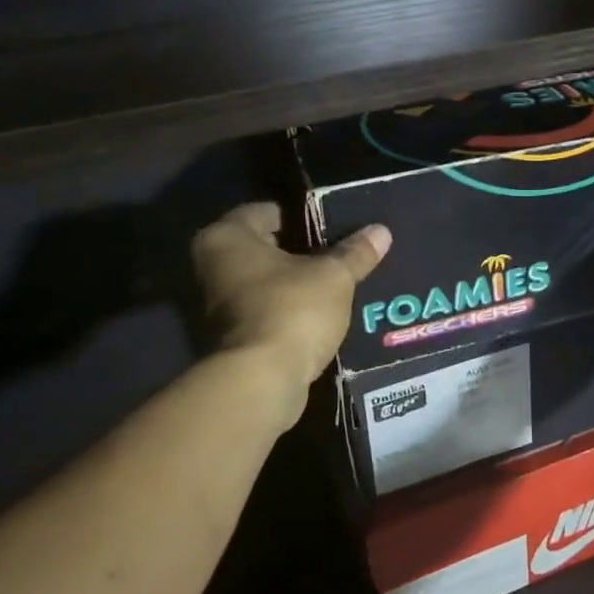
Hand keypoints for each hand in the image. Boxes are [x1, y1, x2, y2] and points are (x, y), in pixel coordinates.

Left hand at [189, 202, 389, 392]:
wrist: (261, 382)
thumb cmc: (291, 310)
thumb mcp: (334, 276)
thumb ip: (356, 252)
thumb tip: (381, 230)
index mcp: (226, 236)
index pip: (270, 211)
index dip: (307, 217)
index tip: (338, 227)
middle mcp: (212, 265)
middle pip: (267, 247)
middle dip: (304, 252)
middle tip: (344, 254)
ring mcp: (217, 304)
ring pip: (267, 281)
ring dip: (298, 283)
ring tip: (340, 282)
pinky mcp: (231, 336)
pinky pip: (267, 310)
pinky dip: (291, 310)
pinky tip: (324, 312)